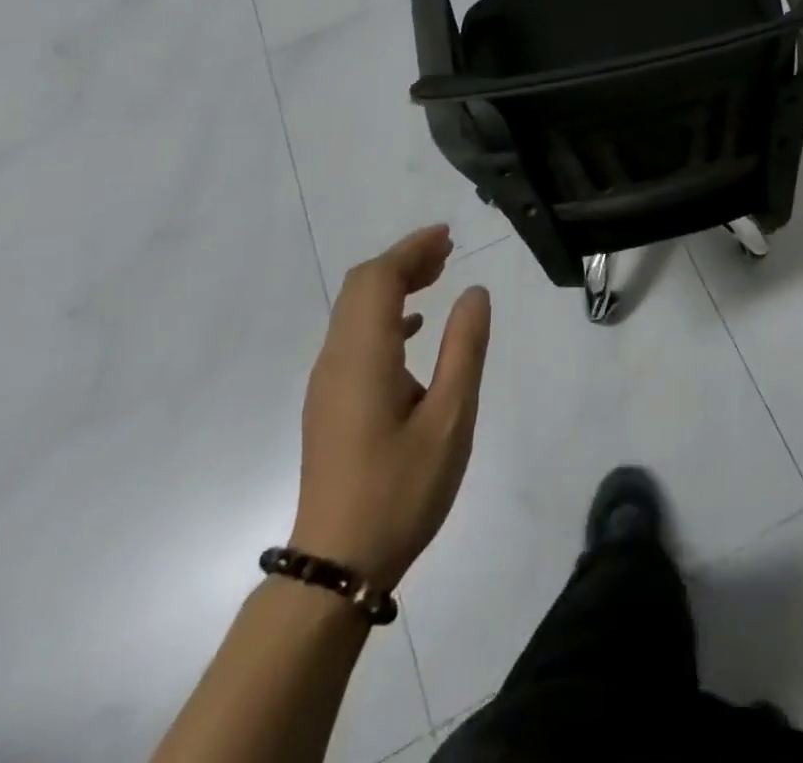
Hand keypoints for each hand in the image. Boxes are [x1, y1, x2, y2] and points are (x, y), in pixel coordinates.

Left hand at [290, 225, 491, 591]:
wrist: (337, 565)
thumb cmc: (401, 489)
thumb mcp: (450, 418)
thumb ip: (464, 348)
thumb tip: (474, 291)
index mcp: (363, 355)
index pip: (379, 279)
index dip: (411, 249)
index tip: (448, 236)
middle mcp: (336, 358)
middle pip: (362, 287)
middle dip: (403, 261)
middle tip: (447, 251)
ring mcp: (328, 382)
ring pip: (356, 310)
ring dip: (394, 285)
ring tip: (437, 277)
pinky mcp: (330, 402)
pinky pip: (354, 336)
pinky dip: (385, 316)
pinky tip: (415, 329)